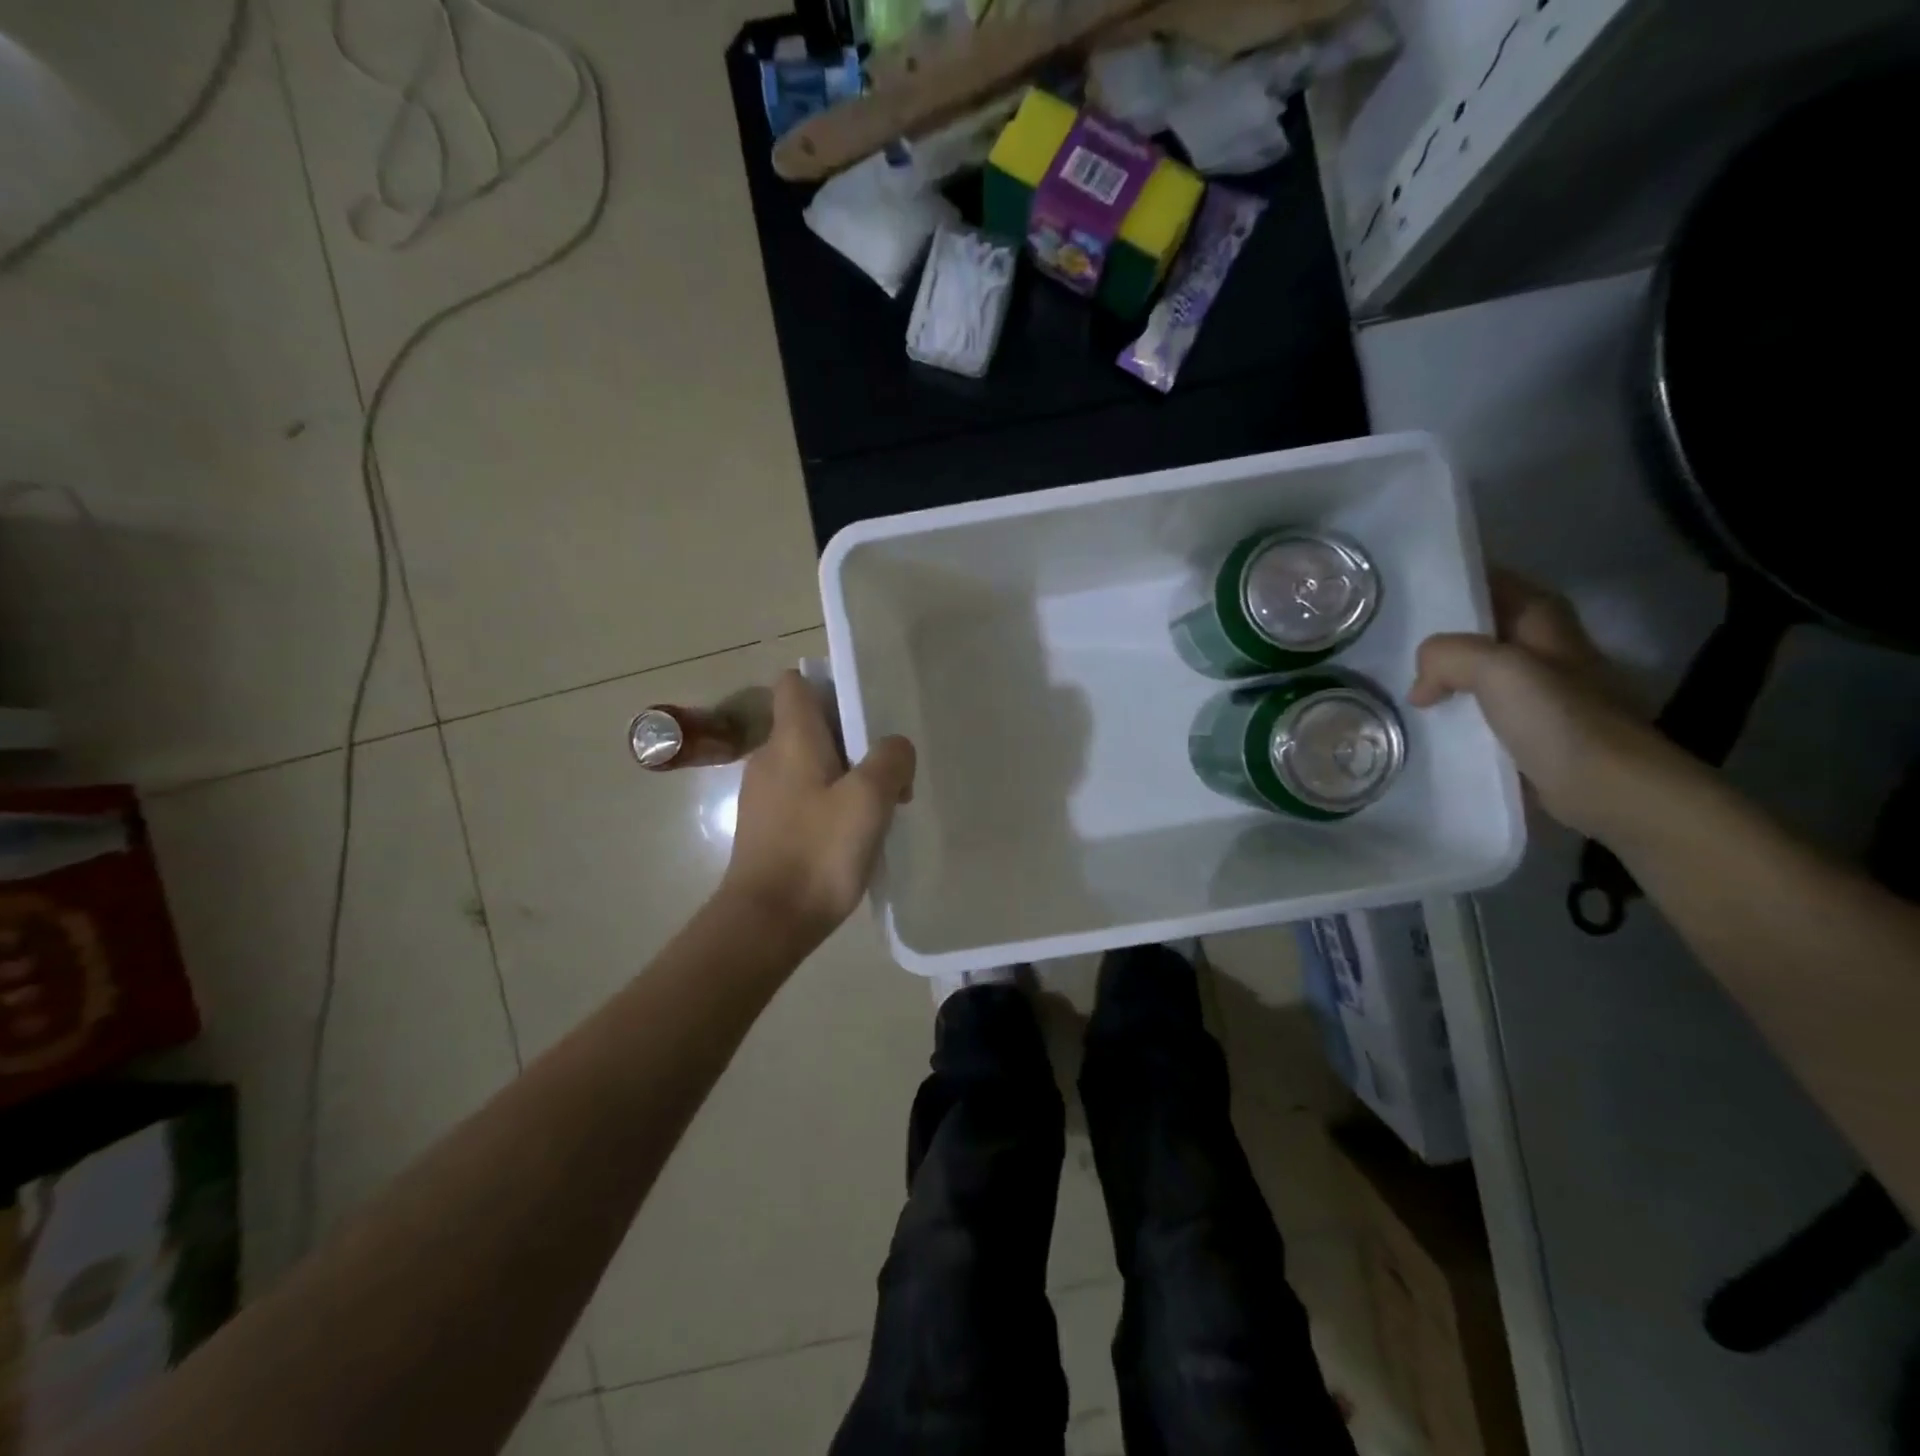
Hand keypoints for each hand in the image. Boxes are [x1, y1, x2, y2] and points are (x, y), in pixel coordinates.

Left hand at [721, 670, 915, 942]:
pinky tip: (855, 833)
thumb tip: (895, 748)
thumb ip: (890, 760)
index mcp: (790, 738)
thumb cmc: (818, 851)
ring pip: (810, 762)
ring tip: (880, 804)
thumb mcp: (869, 799)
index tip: (864, 707)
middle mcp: (770, 757)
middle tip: (889, 766)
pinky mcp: (767, 826)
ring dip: (846, 773)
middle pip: (810, 724)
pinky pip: (803, 795)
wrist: (767, 921)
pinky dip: (829, 801)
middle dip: (853, 736)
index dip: (829, 684)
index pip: (795, 683)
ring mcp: (764, 794)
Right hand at [1409, 571, 1672, 838]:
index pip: (1491, 581)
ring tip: (1395, 679)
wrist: (1610, 787)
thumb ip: (1447, 656)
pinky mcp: (1528, 727)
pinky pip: (1477, 706)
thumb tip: (1420, 686)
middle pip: (1479, 626)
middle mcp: (1542, 646)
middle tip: (1386, 638)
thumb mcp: (1496, 669)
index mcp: (1543, 619)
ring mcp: (1536, 688)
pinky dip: (1451, 708)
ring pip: (1475, 667)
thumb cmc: (1560, 718)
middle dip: (1438, 630)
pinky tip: (1425, 719)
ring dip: (1440, 673)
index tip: (1405, 591)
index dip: (1451, 581)